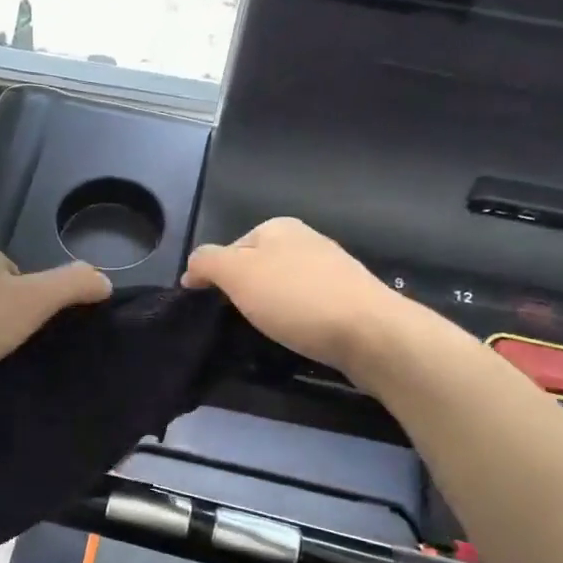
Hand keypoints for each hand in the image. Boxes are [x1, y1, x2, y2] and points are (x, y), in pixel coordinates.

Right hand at [183, 217, 414, 373]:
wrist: (370, 332)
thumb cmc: (295, 298)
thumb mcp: (237, 274)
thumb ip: (207, 262)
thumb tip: (192, 269)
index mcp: (278, 227)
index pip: (229, 249)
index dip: (216, 277)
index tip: (213, 307)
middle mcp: (306, 240)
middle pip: (257, 268)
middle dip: (245, 293)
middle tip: (239, 321)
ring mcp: (331, 269)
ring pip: (282, 287)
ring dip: (271, 308)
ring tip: (269, 332)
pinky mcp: (348, 298)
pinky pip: (307, 306)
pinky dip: (297, 320)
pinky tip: (298, 335)